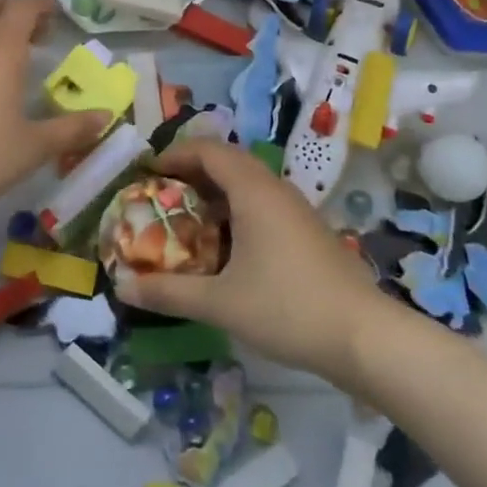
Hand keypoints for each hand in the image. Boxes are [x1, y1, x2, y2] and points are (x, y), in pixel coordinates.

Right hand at [112, 139, 380, 384]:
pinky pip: (263, 203)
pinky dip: (236, 209)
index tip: (147, 172)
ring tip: (187, 219)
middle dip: (191, 171)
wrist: (365, 337)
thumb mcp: (220, 303)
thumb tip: (122, 287)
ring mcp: (296, 208)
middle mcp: (275, 188)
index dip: (174, 154)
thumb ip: (169, 293)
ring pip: (248, 182)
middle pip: (227, 160)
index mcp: (253, 190)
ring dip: (215, 191)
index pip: (208, 150)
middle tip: (161, 194)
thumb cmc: (287, 308)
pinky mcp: (308, 230)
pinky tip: (226, 247)